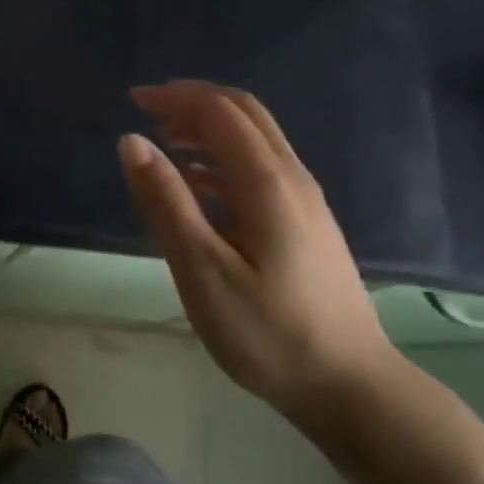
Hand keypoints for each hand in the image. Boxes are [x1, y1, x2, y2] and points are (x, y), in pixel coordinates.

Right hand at [119, 81, 396, 430]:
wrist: (351, 386)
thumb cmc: (268, 332)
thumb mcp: (202, 271)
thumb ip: (166, 202)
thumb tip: (132, 141)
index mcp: (267, 183)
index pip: (220, 112)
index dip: (176, 97)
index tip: (133, 100)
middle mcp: (292, 178)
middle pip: (245, 114)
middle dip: (194, 101)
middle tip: (148, 111)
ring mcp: (305, 200)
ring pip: (256, 139)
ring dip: (209, 128)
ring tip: (164, 144)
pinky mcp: (307, 222)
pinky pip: (261, 168)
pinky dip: (223, 158)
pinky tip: (198, 185)